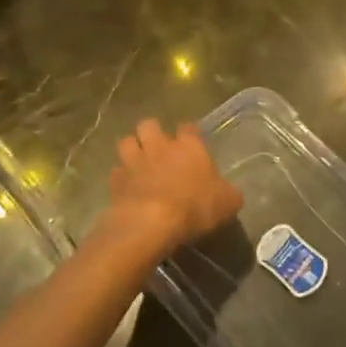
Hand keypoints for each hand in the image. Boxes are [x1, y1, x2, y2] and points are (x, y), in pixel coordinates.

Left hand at [104, 119, 242, 251]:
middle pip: (149, 124)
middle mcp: (160, 146)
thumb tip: (230, 192)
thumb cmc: (195, 206)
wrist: (151, 222)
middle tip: (158, 148)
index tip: (191, 143)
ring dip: (132, 149)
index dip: (189, 134)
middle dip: (152, 133)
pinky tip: (126, 188)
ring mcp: (134, 161)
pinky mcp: (116, 180)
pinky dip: (121, 177)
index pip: (189, 128)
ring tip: (137, 162)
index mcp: (189, 146)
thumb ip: (228, 192)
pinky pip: (116, 171)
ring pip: (127, 142)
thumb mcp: (227, 202)